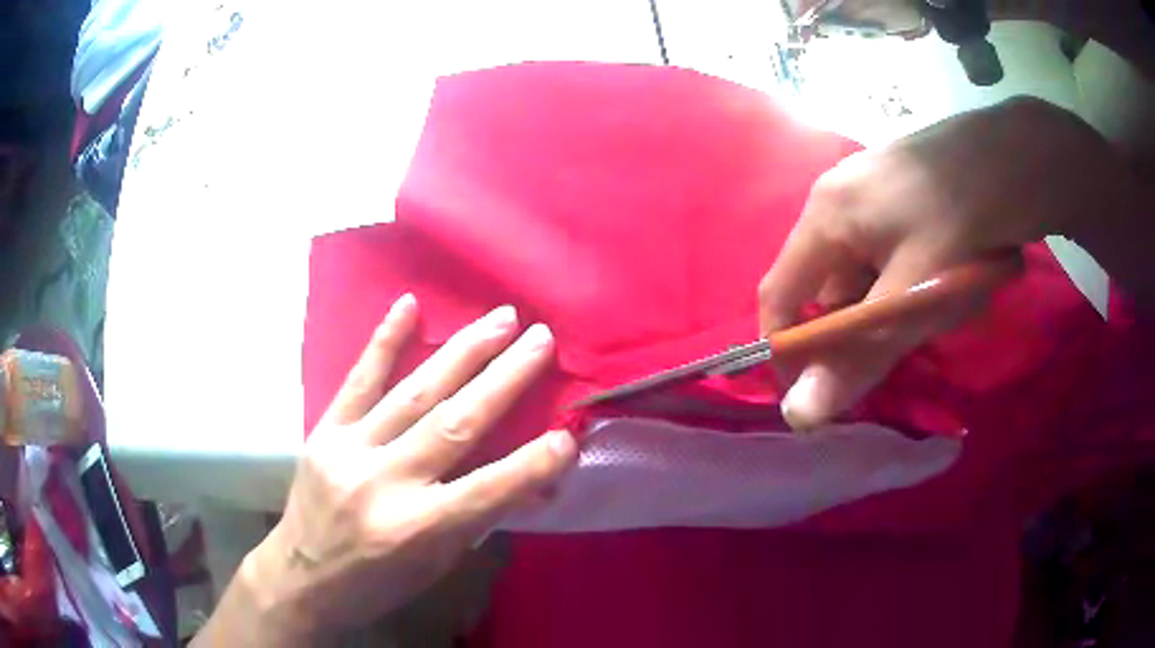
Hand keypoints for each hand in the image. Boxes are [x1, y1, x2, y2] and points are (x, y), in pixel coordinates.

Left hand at [198, 296, 576, 644]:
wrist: (299, 577)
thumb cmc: (376, 583)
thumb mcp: (435, 566)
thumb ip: (477, 518)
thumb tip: (530, 480)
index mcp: (415, 529)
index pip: (487, 490)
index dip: (533, 463)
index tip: (569, 432)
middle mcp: (383, 484)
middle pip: (454, 424)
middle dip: (505, 378)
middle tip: (542, 339)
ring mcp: (349, 451)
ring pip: (414, 393)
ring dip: (462, 353)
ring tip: (501, 319)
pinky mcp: (323, 433)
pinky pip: (358, 381)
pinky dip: (385, 341)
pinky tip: (408, 305)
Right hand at [759, 97, 1143, 429]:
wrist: (1019, 154)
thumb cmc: (964, 217)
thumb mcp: (915, 294)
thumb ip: (858, 354)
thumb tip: (799, 416)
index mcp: (826, 215)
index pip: (780, 294)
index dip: (788, 350)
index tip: (820, 394)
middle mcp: (839, 200)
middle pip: (830, 287)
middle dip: (865, 325)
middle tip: (913, 339)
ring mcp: (872, 193)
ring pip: (868, 275)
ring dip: (900, 304)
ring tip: (951, 300)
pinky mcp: (902, 195)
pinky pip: (891, 255)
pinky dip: (915, 281)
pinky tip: (954, 278)